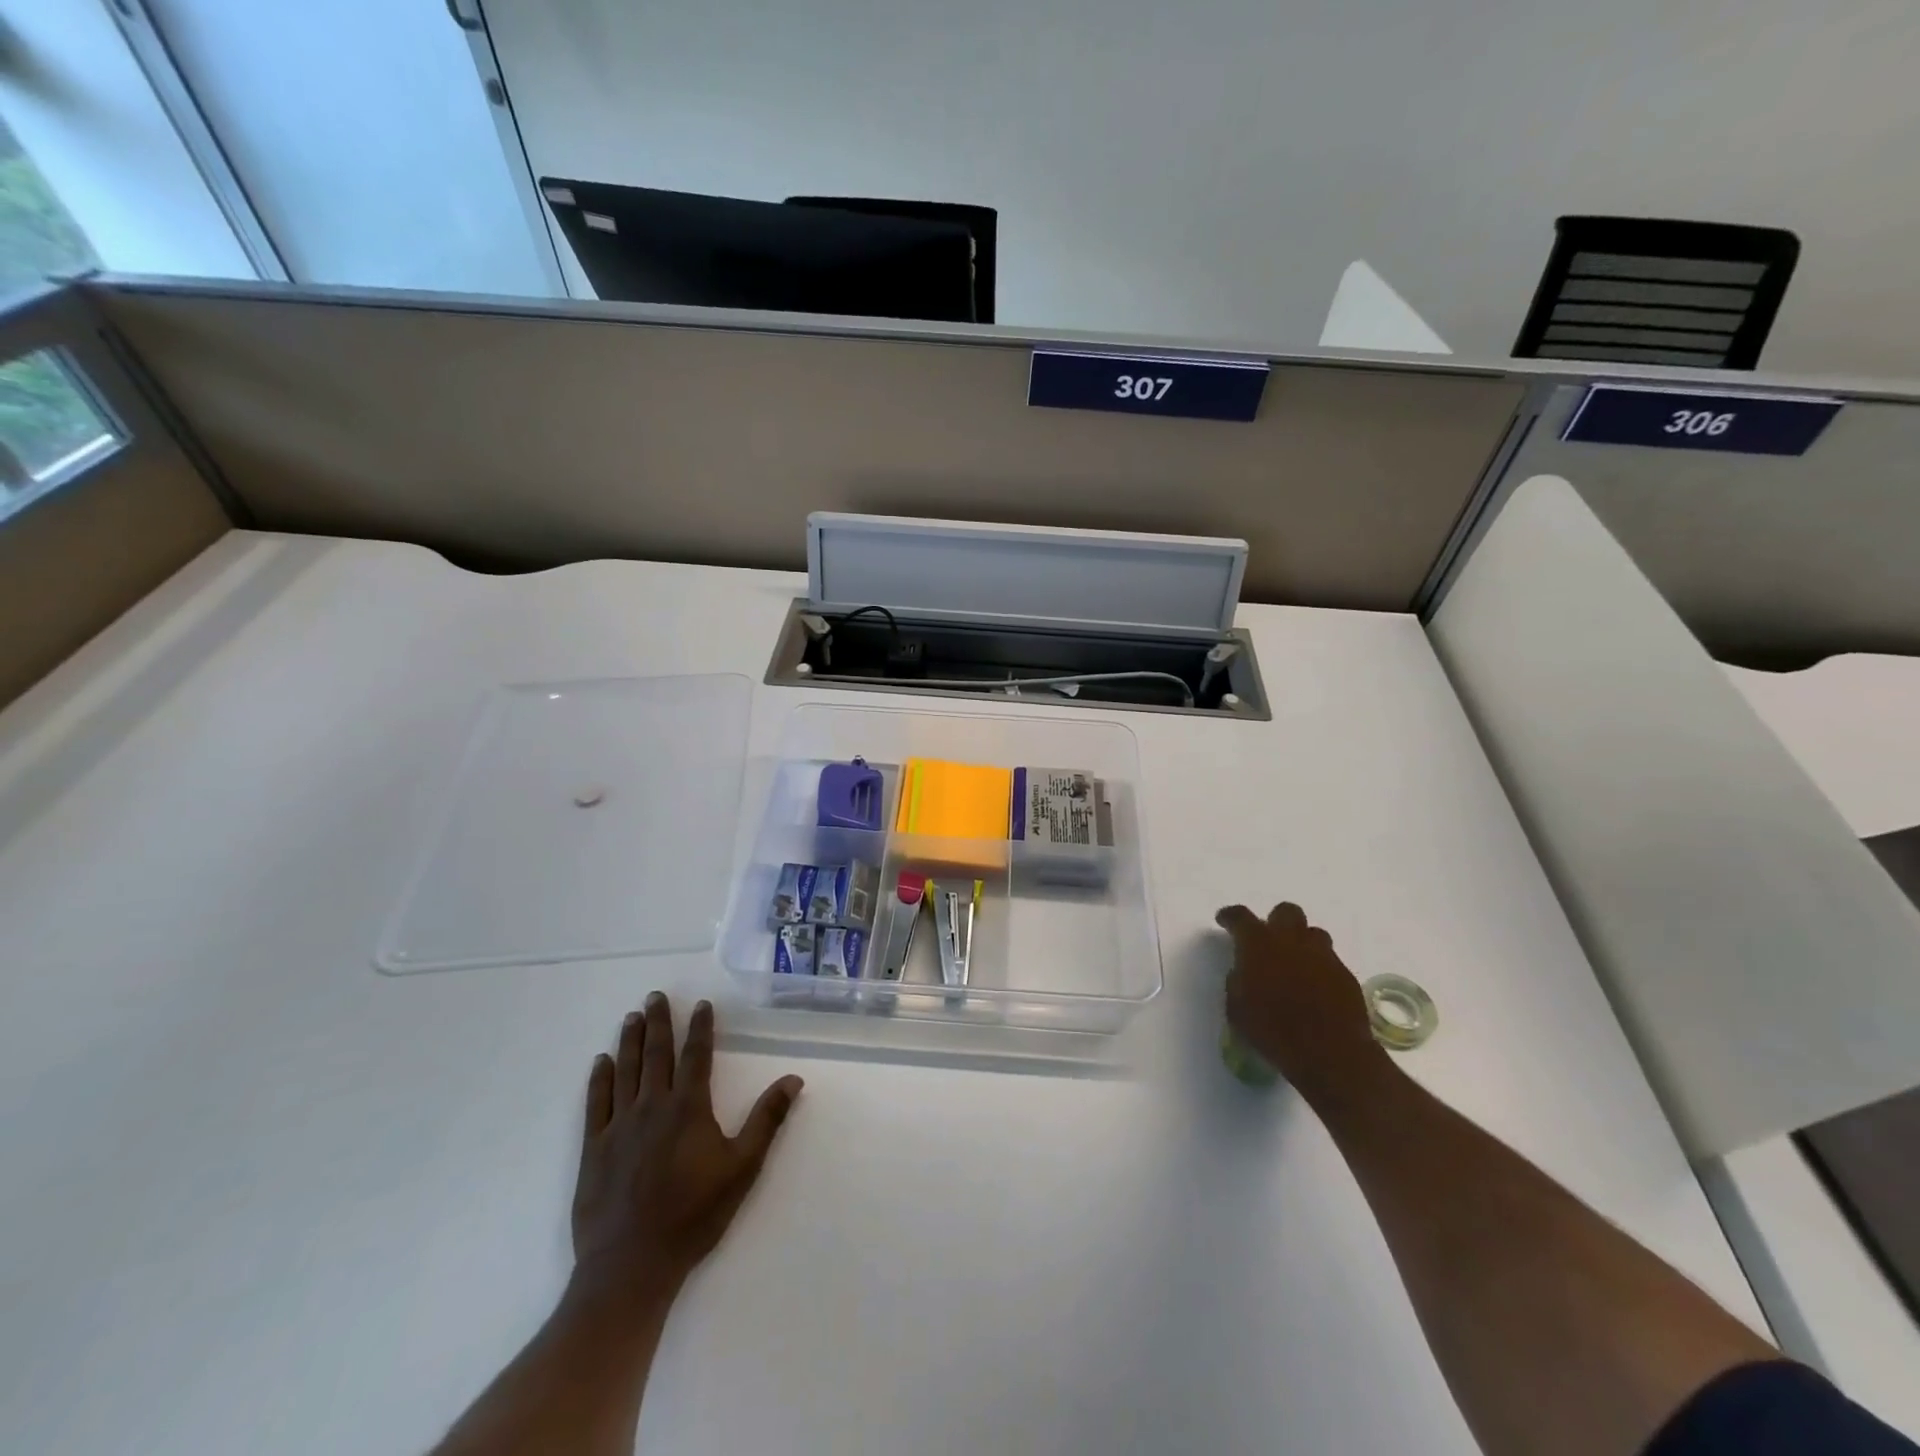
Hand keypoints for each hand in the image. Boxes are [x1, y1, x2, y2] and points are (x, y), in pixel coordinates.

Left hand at [569, 994, 802, 1311]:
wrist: (631, 1265)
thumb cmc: (694, 1215)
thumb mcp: (742, 1168)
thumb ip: (766, 1120)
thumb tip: (793, 1078)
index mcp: (689, 1108)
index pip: (696, 1056)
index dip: (700, 1028)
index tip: (700, 1004)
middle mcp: (653, 1106)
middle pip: (656, 1054)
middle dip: (659, 1022)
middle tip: (655, 996)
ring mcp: (620, 1125)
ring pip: (625, 1070)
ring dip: (630, 1040)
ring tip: (632, 1016)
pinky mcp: (594, 1148)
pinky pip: (597, 1102)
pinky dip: (599, 1078)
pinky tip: (601, 1061)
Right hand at [1215, 902, 1387, 1104]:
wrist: (1329, 1053)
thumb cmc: (1273, 1031)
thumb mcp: (1237, 1009)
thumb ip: (1236, 982)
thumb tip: (1241, 972)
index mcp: (1258, 945)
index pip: (1240, 917)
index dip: (1230, 916)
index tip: (1224, 920)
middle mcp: (1290, 941)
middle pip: (1286, 912)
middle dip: (1276, 921)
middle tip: (1268, 941)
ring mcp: (1322, 955)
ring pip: (1312, 933)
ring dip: (1301, 942)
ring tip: (1295, 963)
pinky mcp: (1345, 974)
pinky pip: (1330, 959)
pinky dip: (1319, 967)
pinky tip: (1315, 988)